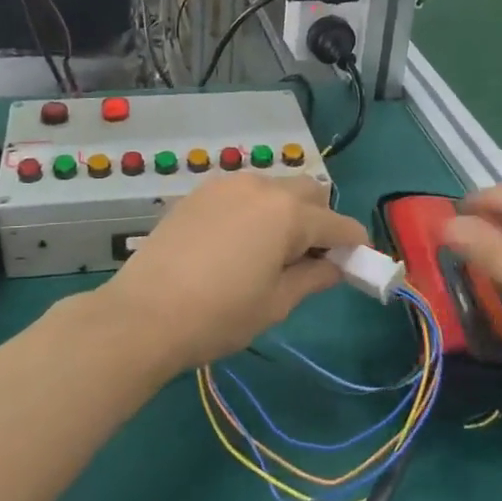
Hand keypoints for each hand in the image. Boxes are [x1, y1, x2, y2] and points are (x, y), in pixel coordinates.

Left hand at [94, 175, 367, 373]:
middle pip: (309, 192)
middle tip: (311, 258)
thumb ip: (313, 277)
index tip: (358, 264)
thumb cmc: (219, 315)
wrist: (143, 315)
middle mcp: (261, 186)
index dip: (354, 244)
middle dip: (321, 219)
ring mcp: (225, 185)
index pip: (338, 223)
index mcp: (288, 213)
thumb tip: (335, 266)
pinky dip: (254, 210)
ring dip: (286, 211)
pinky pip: (242, 193)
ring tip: (271, 251)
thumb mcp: (276, 303)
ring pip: (274, 188)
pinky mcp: (198, 193)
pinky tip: (238, 242)